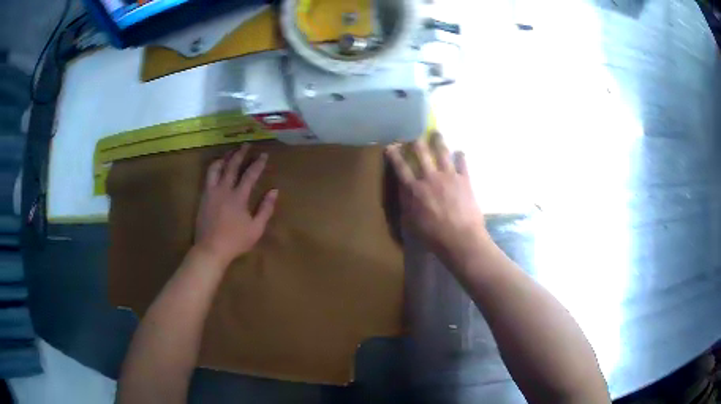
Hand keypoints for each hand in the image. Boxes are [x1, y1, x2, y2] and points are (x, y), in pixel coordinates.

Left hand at [194, 144, 277, 265]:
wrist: (211, 249)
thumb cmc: (236, 240)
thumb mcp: (256, 228)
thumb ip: (266, 209)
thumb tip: (274, 191)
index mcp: (239, 196)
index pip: (250, 175)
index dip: (258, 163)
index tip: (264, 154)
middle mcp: (224, 189)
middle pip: (232, 166)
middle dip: (240, 154)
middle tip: (246, 145)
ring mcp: (212, 192)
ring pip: (216, 168)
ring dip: (224, 158)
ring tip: (229, 153)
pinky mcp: (204, 197)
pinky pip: (208, 177)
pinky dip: (214, 168)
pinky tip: (216, 168)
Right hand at [385, 138, 486, 254]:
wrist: (461, 238)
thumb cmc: (433, 235)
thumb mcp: (411, 223)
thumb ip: (406, 204)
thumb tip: (403, 190)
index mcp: (414, 189)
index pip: (401, 167)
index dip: (394, 155)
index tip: (390, 146)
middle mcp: (430, 177)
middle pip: (421, 153)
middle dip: (416, 142)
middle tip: (415, 136)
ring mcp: (449, 176)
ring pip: (442, 152)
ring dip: (438, 141)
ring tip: (436, 133)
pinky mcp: (465, 179)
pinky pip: (462, 162)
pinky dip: (460, 155)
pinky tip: (459, 152)